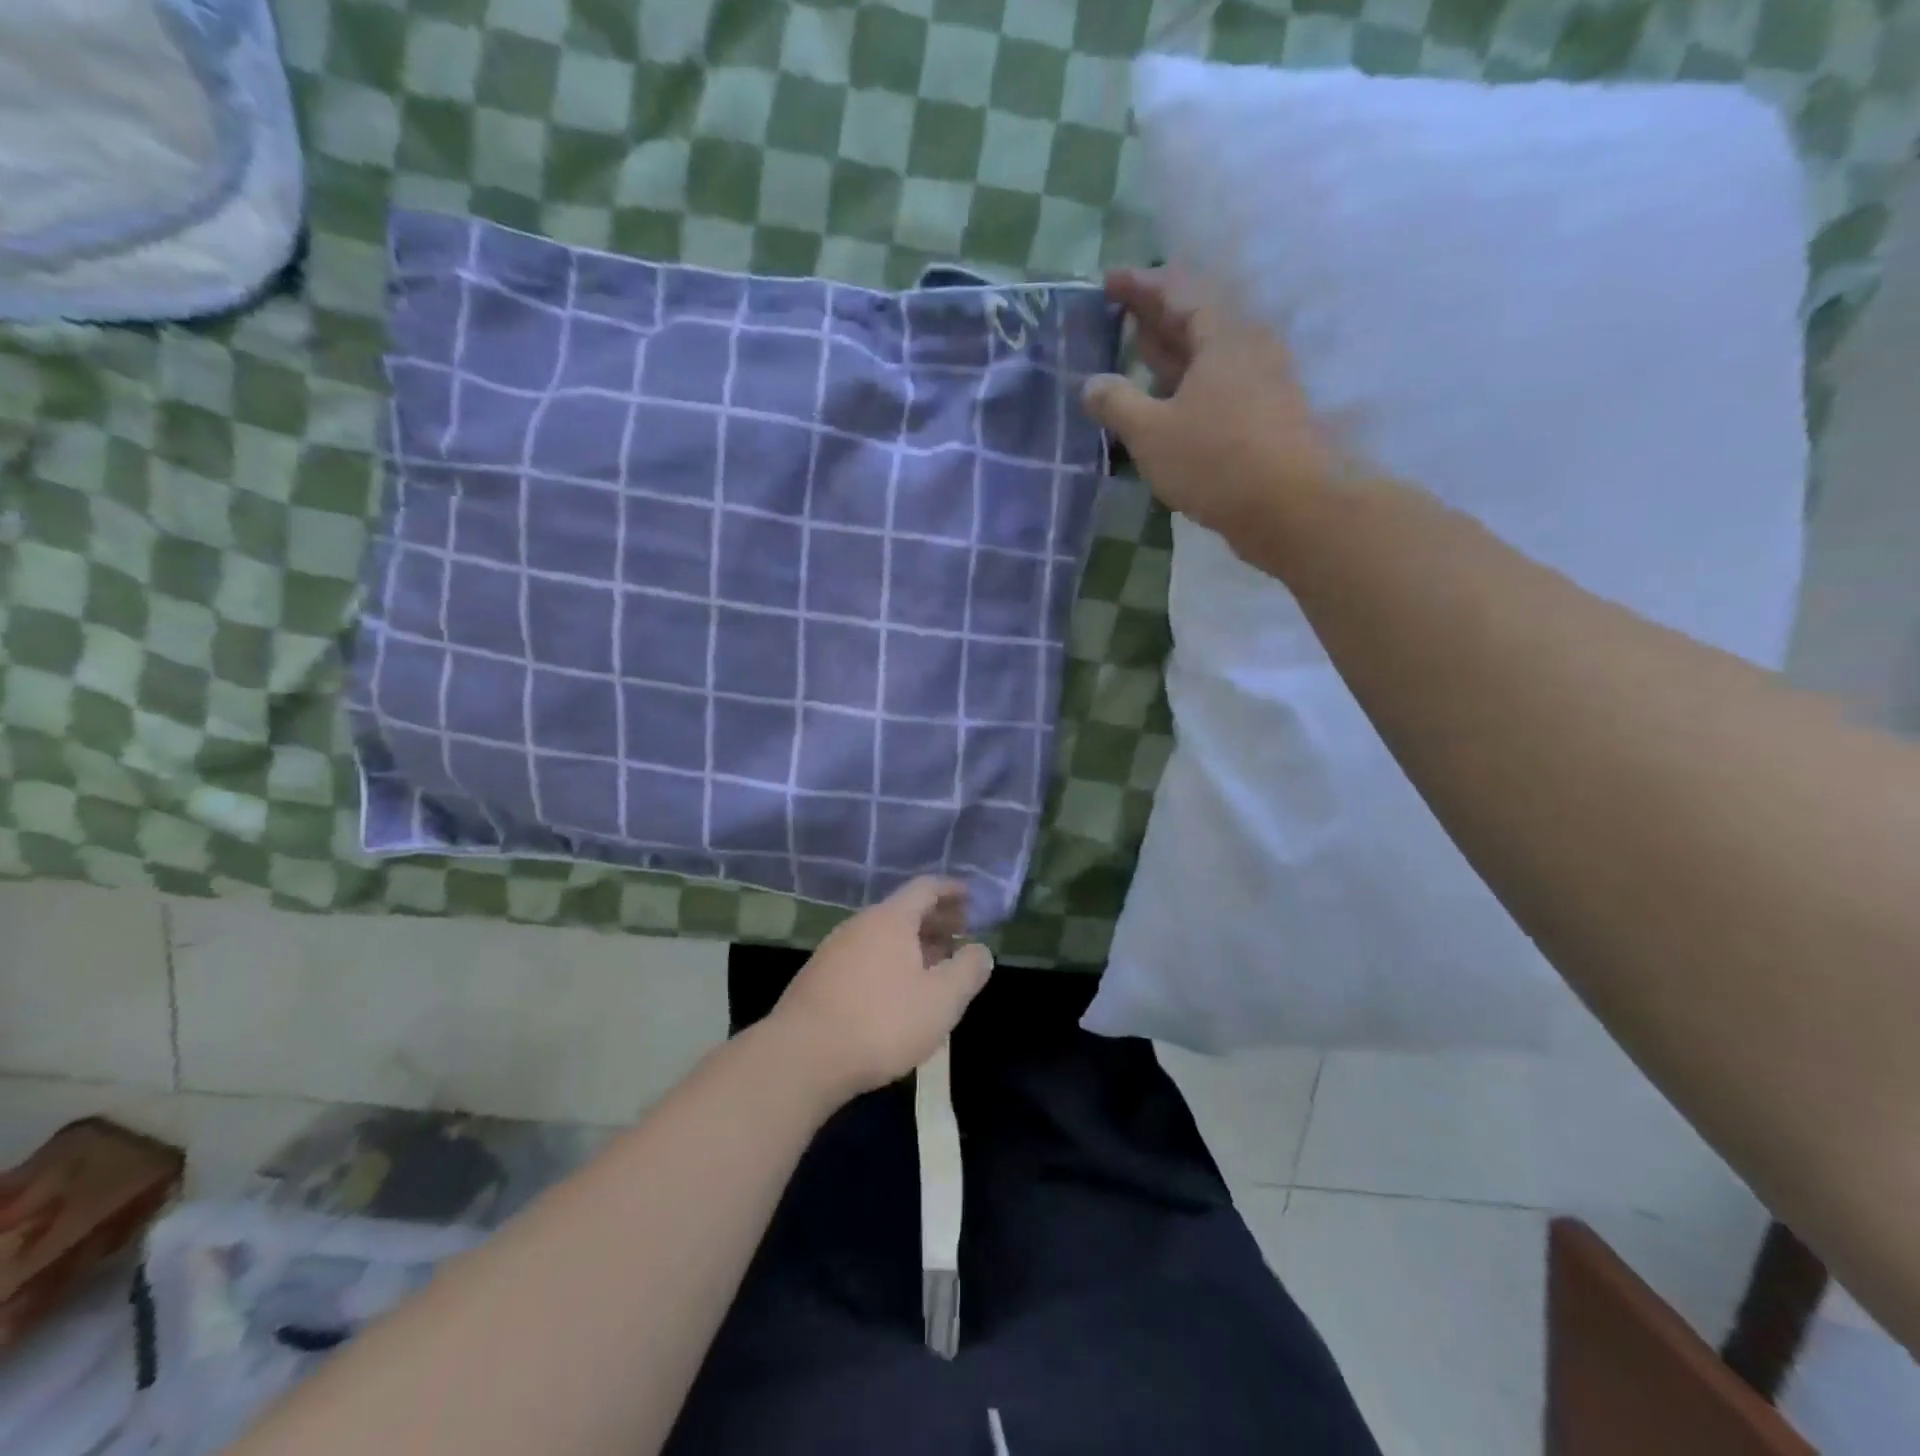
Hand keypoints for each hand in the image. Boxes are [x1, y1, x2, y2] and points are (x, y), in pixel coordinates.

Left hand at [769, 878, 992, 1099]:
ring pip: (884, 936)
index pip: (926, 888)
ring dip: (914, 944)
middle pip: (904, 911)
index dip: (952, 890)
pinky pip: (866, 956)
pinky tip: (899, 991)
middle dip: (936, 920)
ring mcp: (835, 950)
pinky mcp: (819, 978)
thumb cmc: (881, 1022)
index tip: (972, 898)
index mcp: (891, 919)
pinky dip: (891, 962)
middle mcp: (860, 925)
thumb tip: (980, 950)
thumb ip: (967, 971)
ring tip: (936, 965)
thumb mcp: (940, 1000)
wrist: (802, 1058)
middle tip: (961, 935)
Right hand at [1087, 267, 1351, 564]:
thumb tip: (1090, 384)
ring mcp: (1260, 388)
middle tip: (1119, 312)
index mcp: (1223, 338)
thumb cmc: (1216, 461)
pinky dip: (1186, 388)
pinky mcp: (1263, 422)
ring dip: (1170, 354)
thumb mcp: (1152, 432)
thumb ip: (1117, 403)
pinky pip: (1216, 390)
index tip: (1109, 280)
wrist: (1291, 509)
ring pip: (1207, 358)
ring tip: (1137, 352)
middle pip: (1196, 321)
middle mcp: (1247, 352)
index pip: (1180, 292)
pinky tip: (1166, 405)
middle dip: (1155, 315)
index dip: (1141, 285)